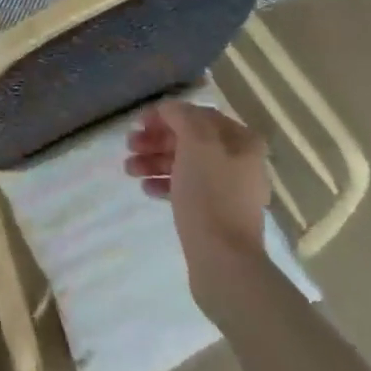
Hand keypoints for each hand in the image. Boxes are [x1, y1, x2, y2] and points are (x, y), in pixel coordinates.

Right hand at [125, 101, 268, 290]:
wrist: (224, 261)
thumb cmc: (210, 194)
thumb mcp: (196, 143)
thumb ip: (181, 116)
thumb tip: (169, 108)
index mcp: (241, 140)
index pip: (198, 115)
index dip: (166, 115)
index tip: (138, 123)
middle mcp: (239, 161)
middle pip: (191, 140)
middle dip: (157, 140)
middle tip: (129, 146)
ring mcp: (228, 190)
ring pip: (186, 164)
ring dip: (155, 161)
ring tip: (129, 170)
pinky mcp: (216, 214)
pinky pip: (187, 189)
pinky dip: (165, 184)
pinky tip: (146, 189)